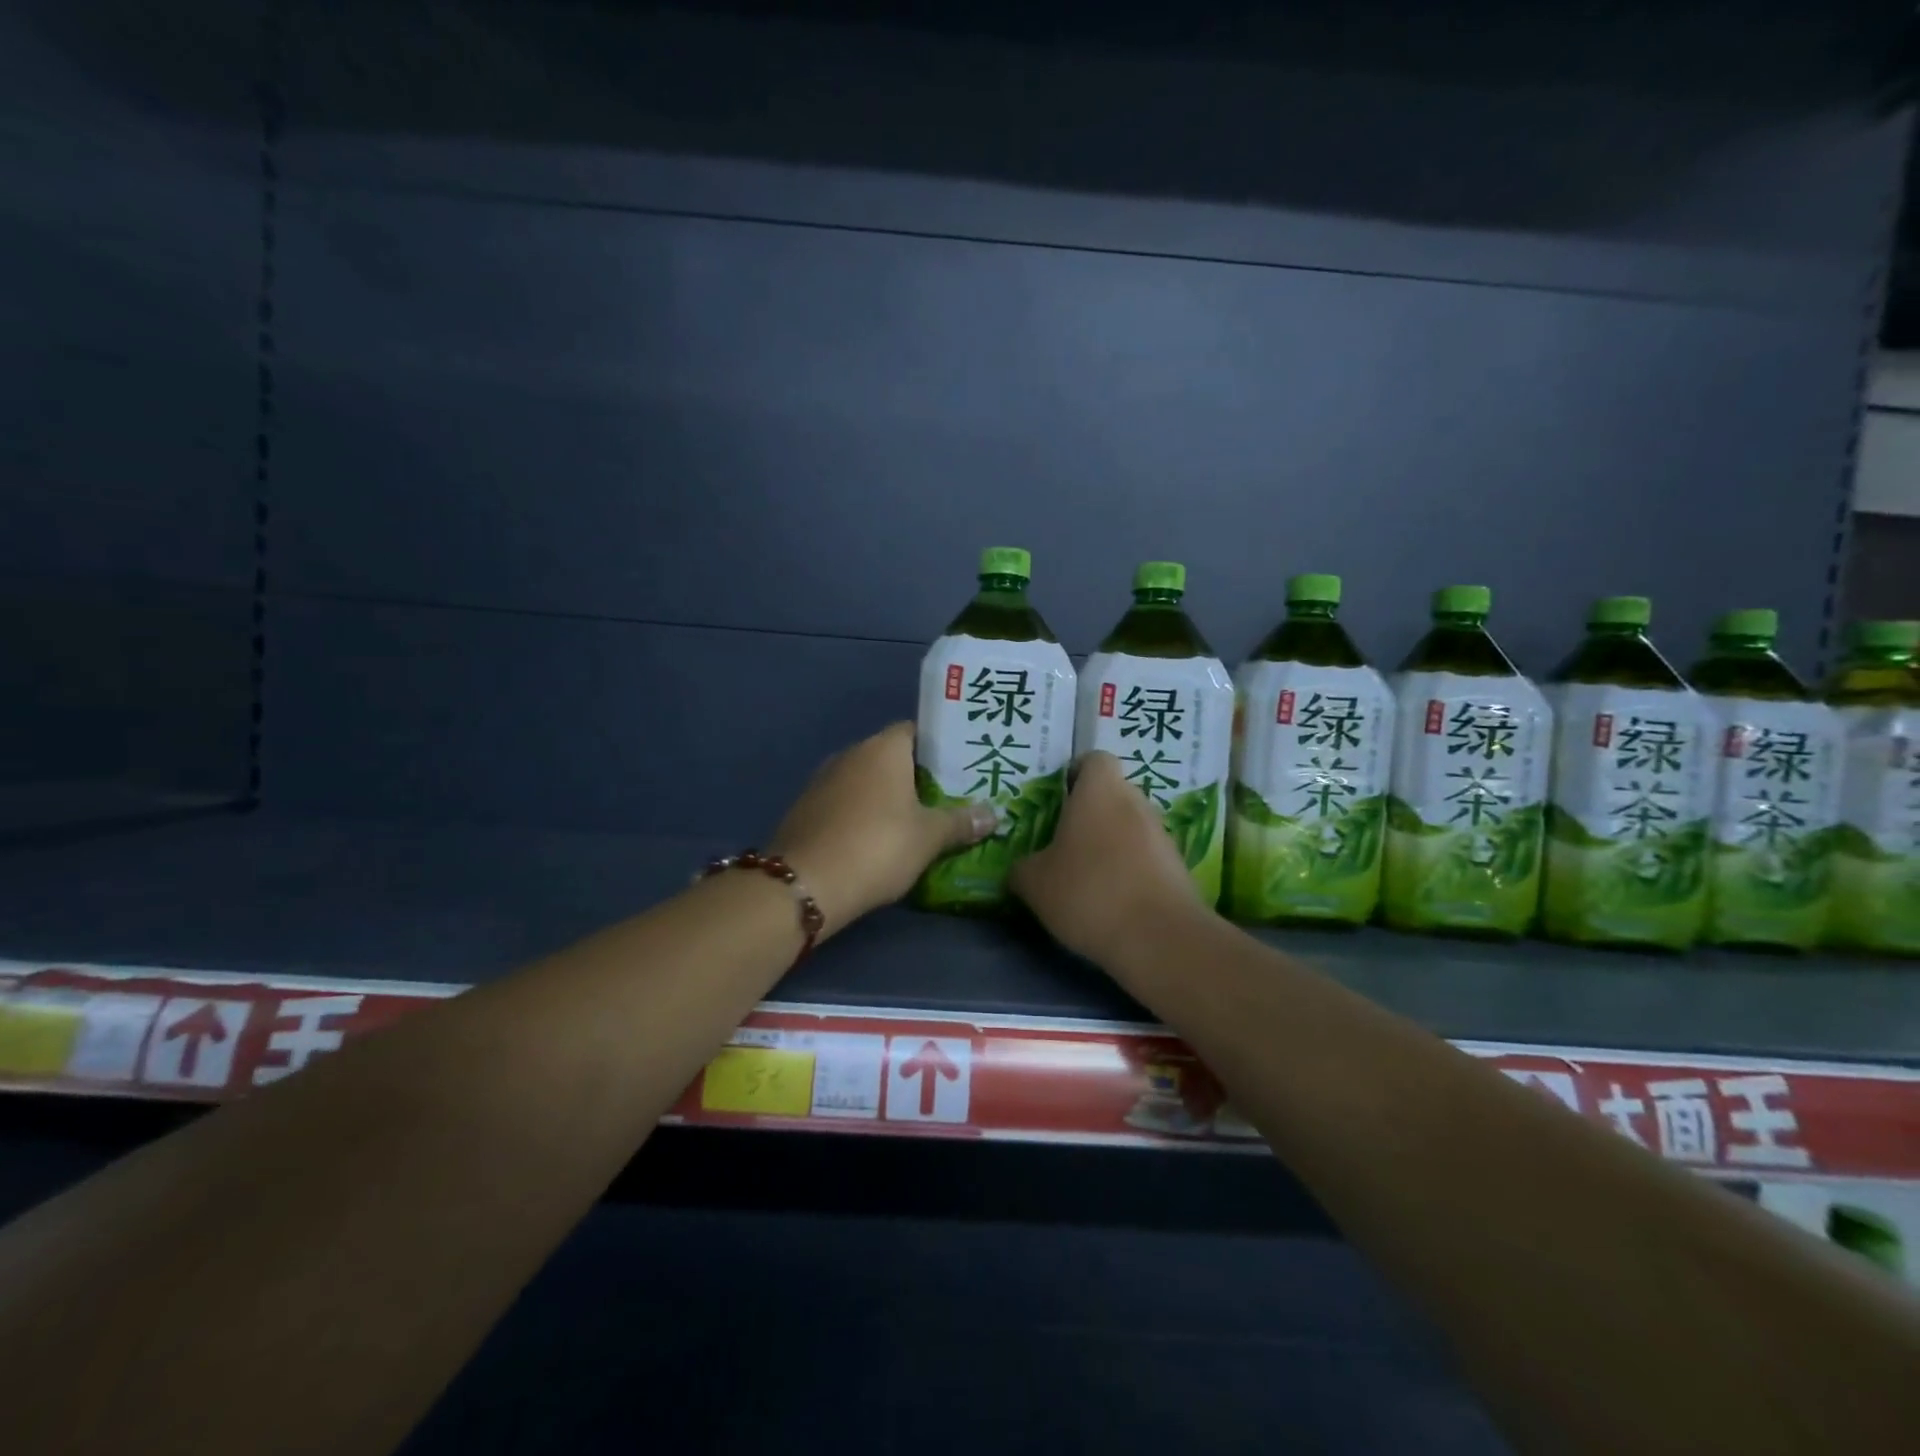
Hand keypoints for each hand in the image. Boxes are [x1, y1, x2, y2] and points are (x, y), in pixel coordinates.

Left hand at [771, 722, 996, 936]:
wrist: (805, 884)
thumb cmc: (877, 847)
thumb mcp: (929, 837)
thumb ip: (961, 822)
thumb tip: (993, 815)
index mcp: (883, 749)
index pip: (916, 731)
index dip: (940, 747)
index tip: (963, 767)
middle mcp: (851, 754)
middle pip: (892, 757)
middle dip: (919, 776)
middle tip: (950, 797)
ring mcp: (824, 781)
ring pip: (868, 782)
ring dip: (890, 798)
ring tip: (921, 820)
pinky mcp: (808, 809)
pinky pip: (847, 803)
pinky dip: (865, 815)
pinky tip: (881, 839)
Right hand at [1009, 751, 1201, 963]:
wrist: (1160, 938)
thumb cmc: (1089, 892)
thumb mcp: (1035, 883)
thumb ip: (1022, 868)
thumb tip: (1021, 868)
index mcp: (1100, 791)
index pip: (1094, 759)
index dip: (1075, 774)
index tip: (1058, 799)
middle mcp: (1136, 802)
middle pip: (1112, 794)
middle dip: (1090, 813)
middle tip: (1063, 843)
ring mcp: (1162, 834)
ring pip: (1130, 826)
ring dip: (1111, 843)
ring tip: (1086, 877)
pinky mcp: (1178, 867)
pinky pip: (1146, 857)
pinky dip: (1130, 870)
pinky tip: (1112, 900)